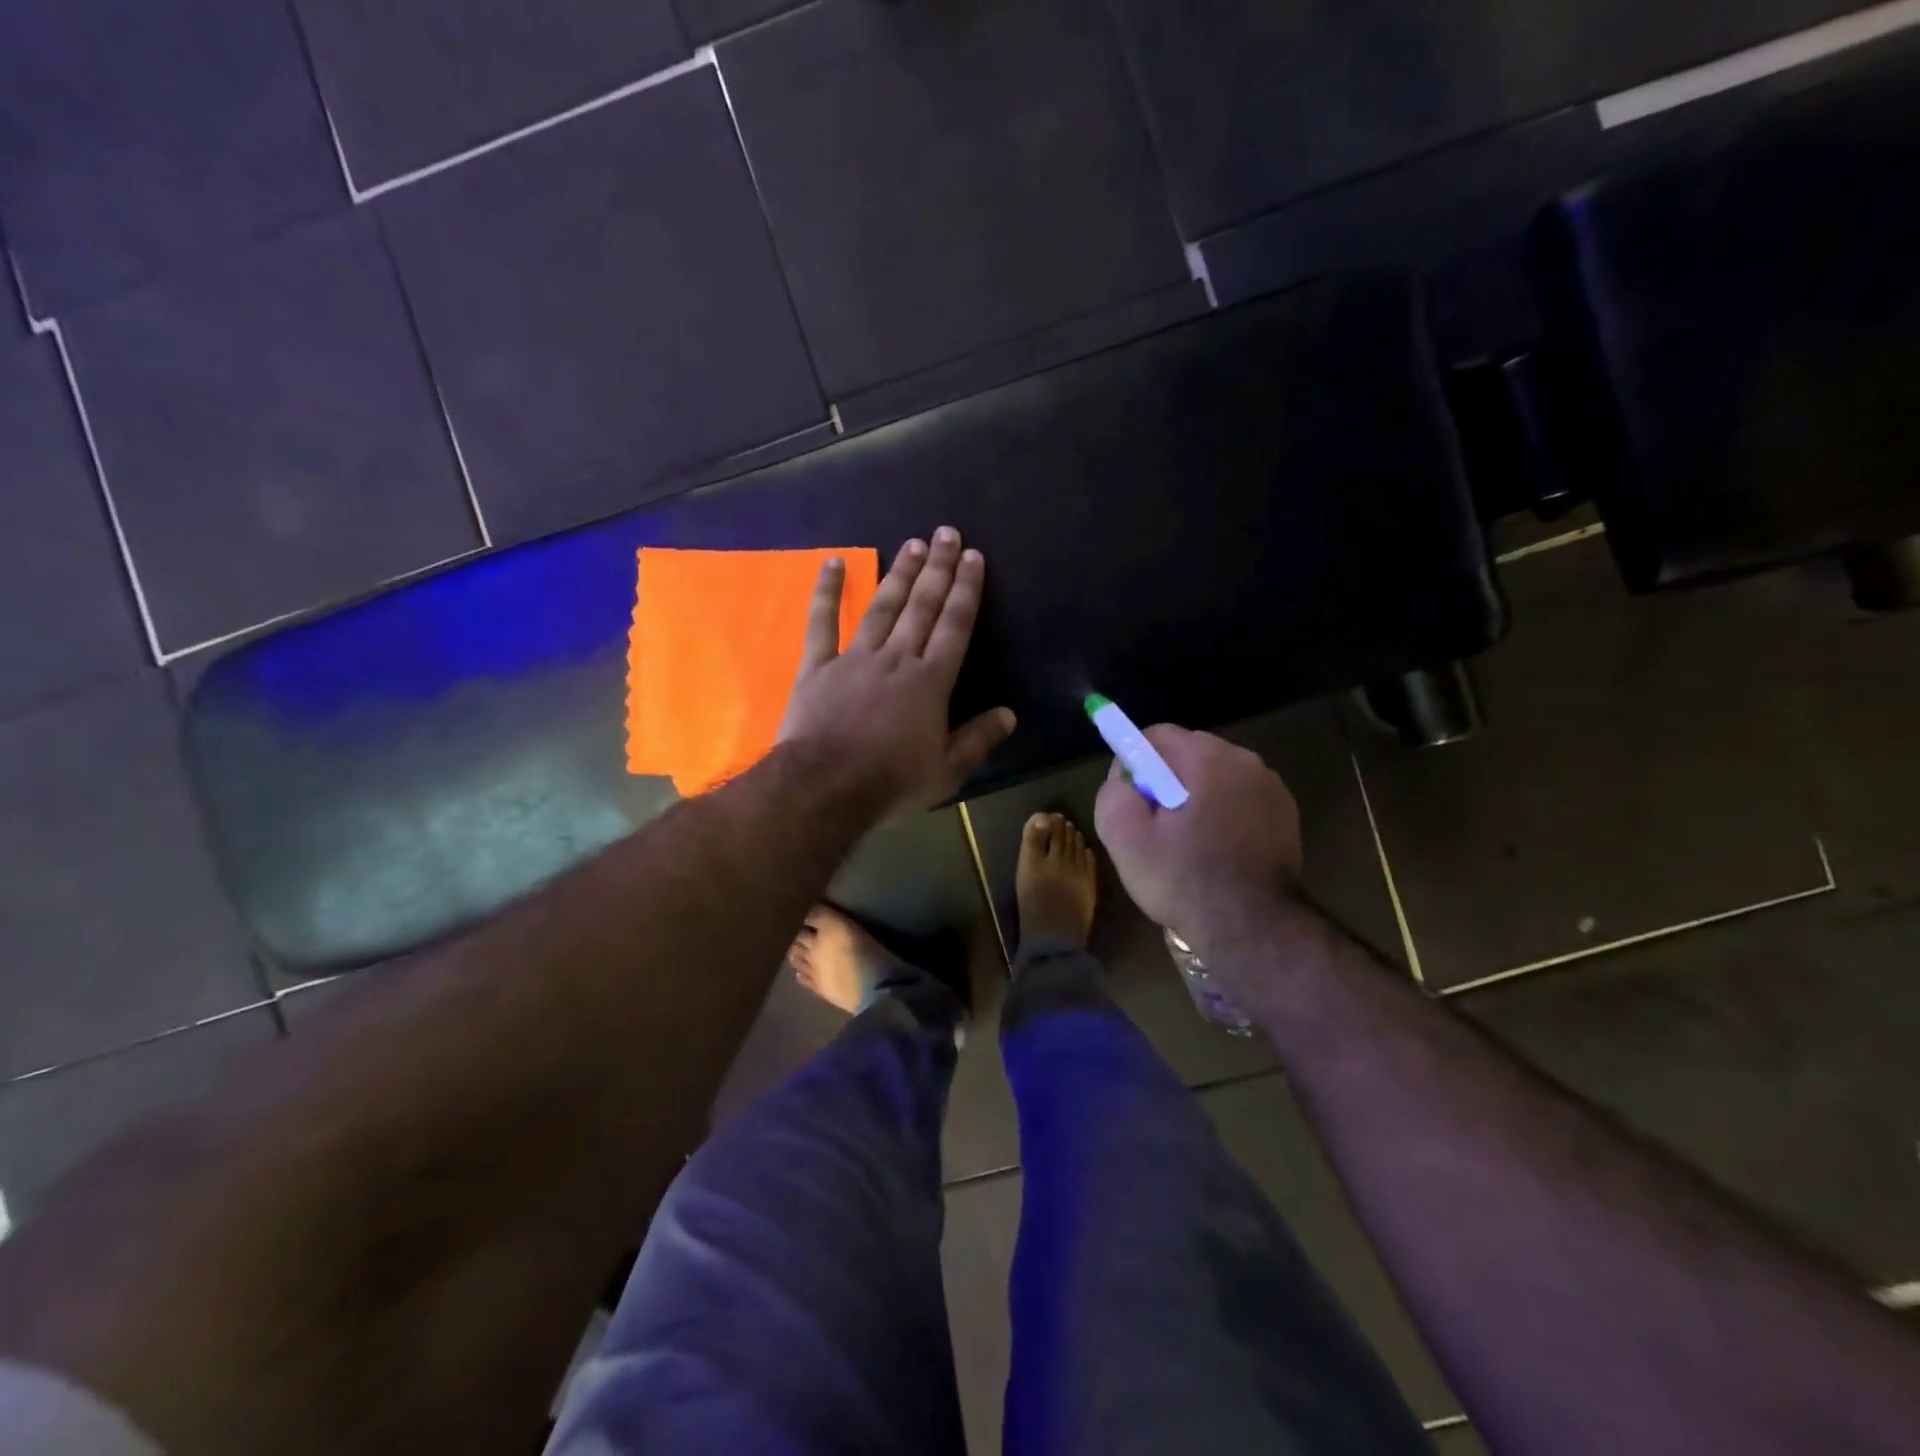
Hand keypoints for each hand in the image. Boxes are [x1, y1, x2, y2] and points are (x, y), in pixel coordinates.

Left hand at [779, 527, 1015, 819]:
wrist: (825, 787)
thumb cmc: (890, 782)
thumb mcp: (946, 771)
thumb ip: (978, 740)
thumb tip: (1010, 715)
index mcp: (930, 682)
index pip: (955, 626)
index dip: (966, 590)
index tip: (973, 558)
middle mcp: (896, 659)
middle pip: (921, 606)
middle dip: (937, 569)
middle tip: (947, 533)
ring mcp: (854, 658)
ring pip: (882, 607)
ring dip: (899, 574)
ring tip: (912, 544)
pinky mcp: (818, 666)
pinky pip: (822, 622)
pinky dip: (827, 592)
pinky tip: (833, 562)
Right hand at [1093, 726, 1303, 959]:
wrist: (1254, 929)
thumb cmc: (1185, 880)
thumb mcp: (1125, 839)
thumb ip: (1114, 793)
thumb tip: (1124, 777)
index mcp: (1208, 759)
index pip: (1158, 735)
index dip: (1134, 762)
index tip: (1132, 799)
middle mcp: (1245, 761)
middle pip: (1189, 752)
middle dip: (1166, 779)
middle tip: (1156, 826)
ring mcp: (1271, 787)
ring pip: (1216, 776)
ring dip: (1196, 796)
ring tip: (1187, 843)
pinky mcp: (1286, 814)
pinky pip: (1240, 797)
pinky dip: (1223, 812)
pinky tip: (1217, 850)